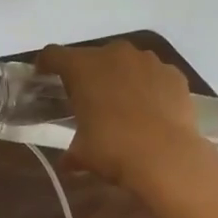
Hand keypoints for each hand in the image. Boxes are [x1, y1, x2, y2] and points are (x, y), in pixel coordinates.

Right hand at [36, 40, 217, 193]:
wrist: (166, 157)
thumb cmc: (113, 149)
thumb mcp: (82, 153)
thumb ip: (71, 152)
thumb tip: (68, 162)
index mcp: (82, 67)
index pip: (53, 55)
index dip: (46, 64)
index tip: (44, 76)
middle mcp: (113, 55)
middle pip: (93, 56)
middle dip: (89, 73)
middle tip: (89, 98)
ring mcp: (147, 61)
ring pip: (126, 63)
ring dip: (121, 77)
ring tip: (123, 104)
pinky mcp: (173, 74)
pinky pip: (154, 75)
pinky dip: (149, 87)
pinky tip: (152, 110)